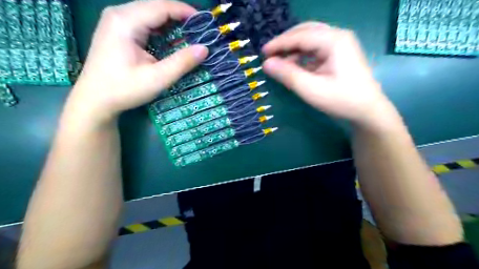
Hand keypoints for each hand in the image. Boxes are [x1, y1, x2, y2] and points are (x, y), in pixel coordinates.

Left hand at [67, 0, 207, 124]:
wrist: (95, 100)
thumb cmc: (124, 89)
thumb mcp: (157, 78)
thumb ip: (182, 62)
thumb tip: (205, 48)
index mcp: (126, 21)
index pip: (161, 7)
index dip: (185, 12)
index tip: (204, 22)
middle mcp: (119, 14)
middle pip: (155, 6)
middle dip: (179, 16)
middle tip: (199, 30)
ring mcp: (115, 21)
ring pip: (149, 13)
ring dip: (170, 22)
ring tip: (189, 34)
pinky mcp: (117, 30)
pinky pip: (143, 21)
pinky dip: (160, 28)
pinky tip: (170, 39)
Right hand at [261, 23, 396, 128]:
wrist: (368, 111)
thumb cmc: (341, 100)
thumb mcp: (311, 89)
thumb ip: (288, 75)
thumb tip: (266, 64)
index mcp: (334, 41)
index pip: (300, 36)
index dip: (279, 43)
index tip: (263, 52)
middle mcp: (338, 37)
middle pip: (306, 32)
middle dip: (286, 42)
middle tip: (270, 54)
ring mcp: (340, 45)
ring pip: (310, 40)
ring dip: (293, 49)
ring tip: (280, 62)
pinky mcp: (339, 55)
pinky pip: (316, 50)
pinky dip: (302, 56)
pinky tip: (294, 66)